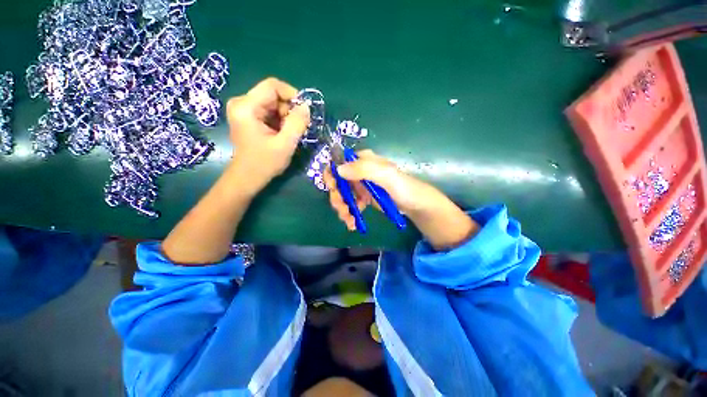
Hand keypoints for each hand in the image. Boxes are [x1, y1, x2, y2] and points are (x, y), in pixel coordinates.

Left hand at [226, 77, 309, 193]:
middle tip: (295, 129)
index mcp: (246, 107)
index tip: (303, 112)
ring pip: (273, 103)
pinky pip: (269, 111)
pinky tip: (280, 135)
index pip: (272, 85)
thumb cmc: (265, 163)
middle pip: (273, 95)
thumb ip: (297, 123)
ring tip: (287, 135)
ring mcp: (243, 109)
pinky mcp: (247, 116)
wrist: (248, 177)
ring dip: (285, 117)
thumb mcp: (286, 144)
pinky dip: (279, 121)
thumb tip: (306, 106)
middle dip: (288, 110)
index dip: (292, 95)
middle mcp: (241, 103)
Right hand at [324, 150, 477, 248]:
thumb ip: (364, 169)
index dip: (332, 174)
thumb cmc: (404, 188)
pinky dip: (349, 214)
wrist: (416, 205)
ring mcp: (362, 185)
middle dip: (337, 196)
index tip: (333, 188)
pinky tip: (353, 223)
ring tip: (349, 220)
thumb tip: (338, 170)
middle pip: (338, 181)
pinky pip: (351, 204)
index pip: (340, 162)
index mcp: (364, 160)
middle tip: (342, 209)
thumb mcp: (386, 176)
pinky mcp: (364, 198)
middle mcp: (360, 171)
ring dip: (342, 208)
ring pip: (343, 194)